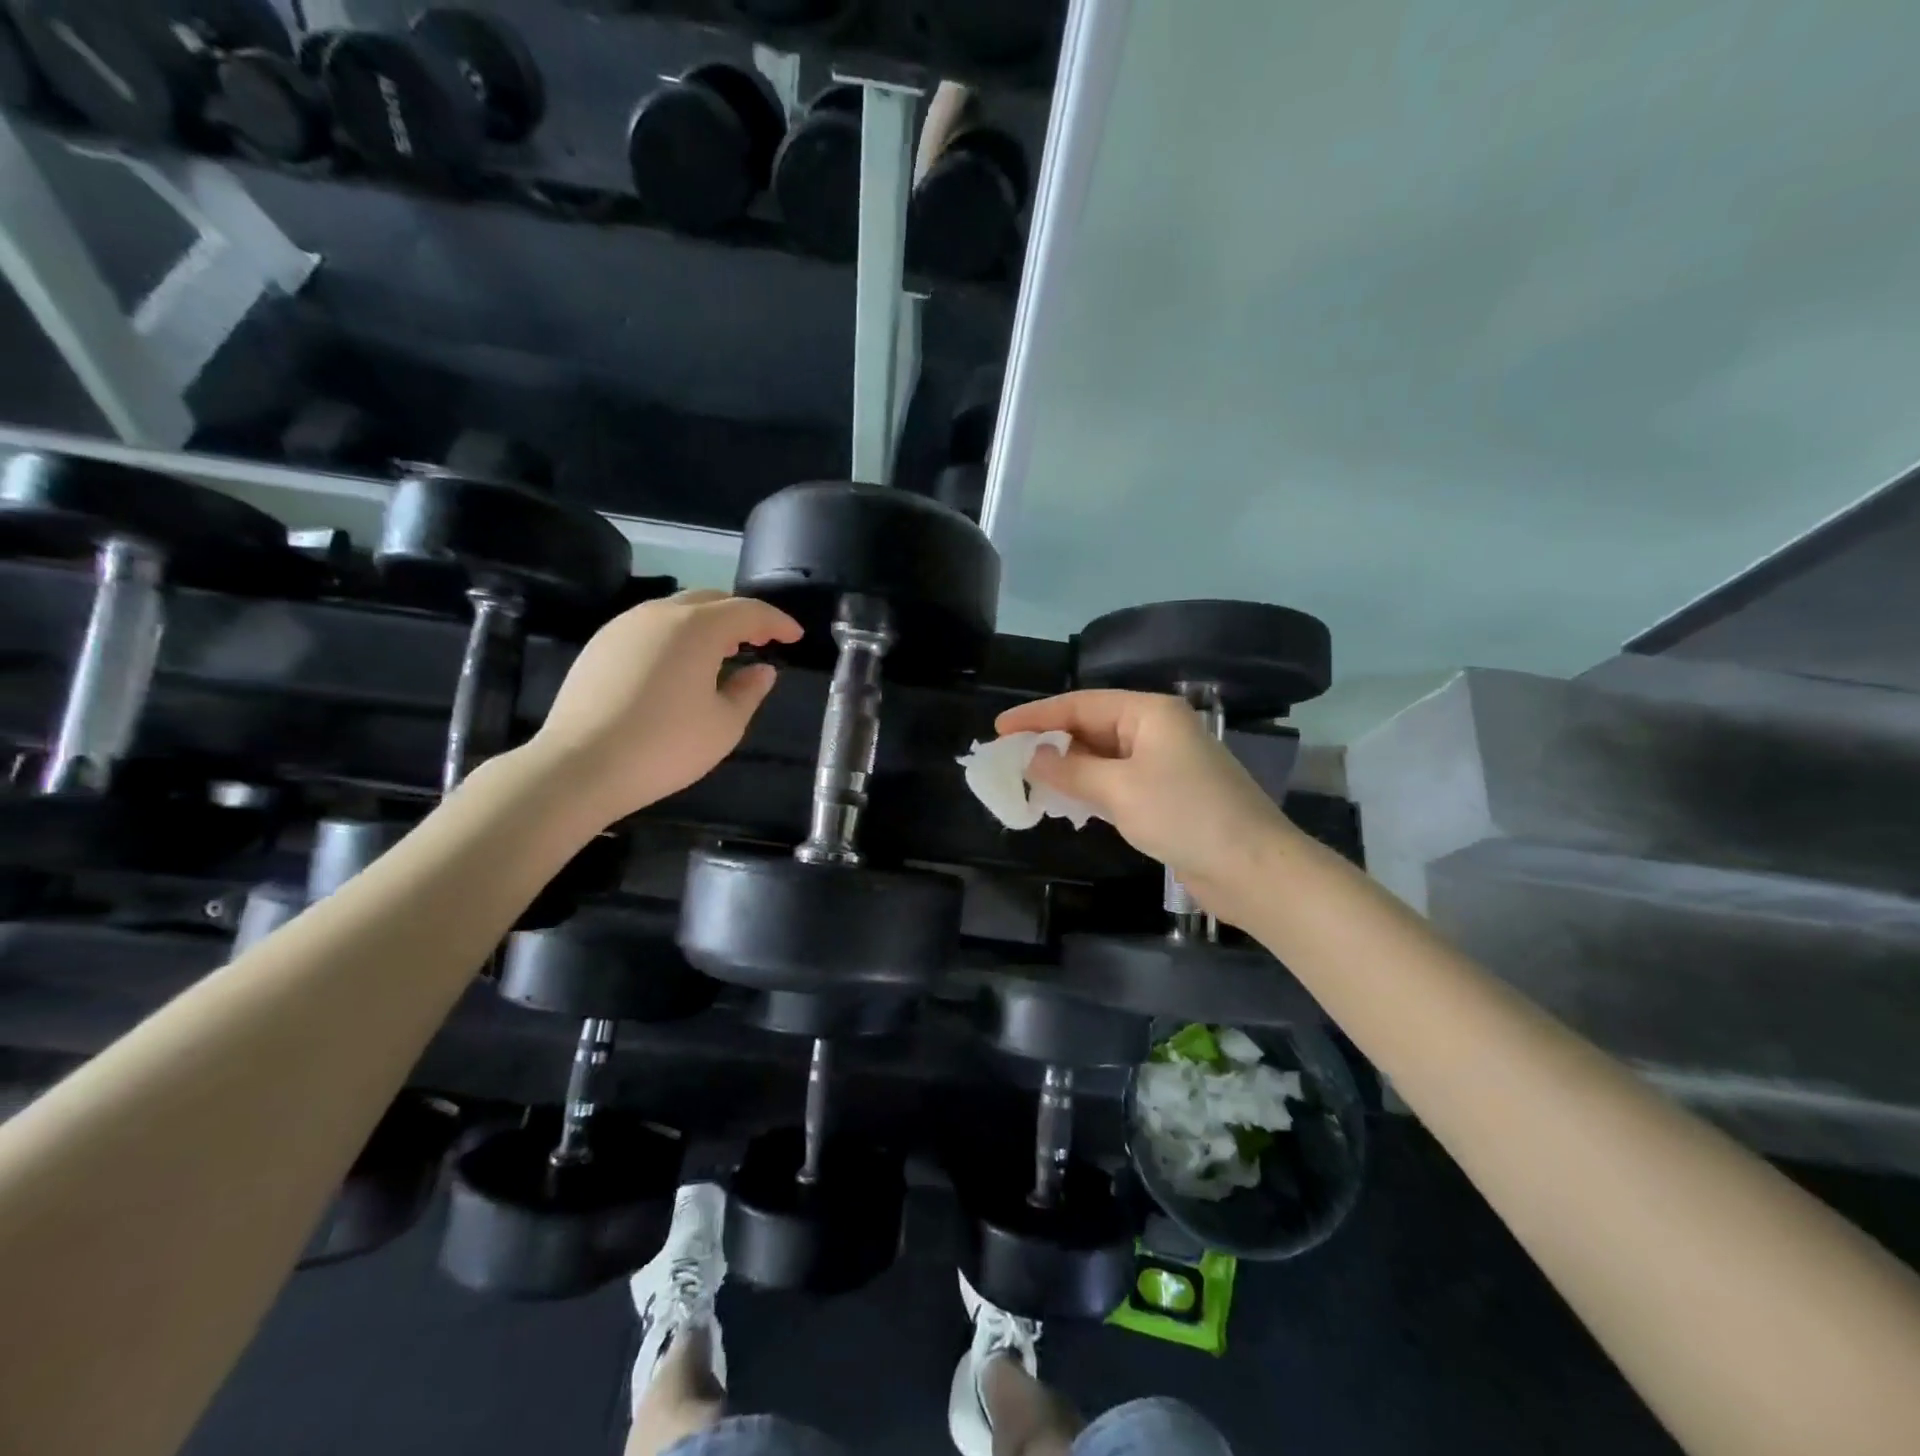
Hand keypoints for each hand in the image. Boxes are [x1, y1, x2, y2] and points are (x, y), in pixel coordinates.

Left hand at [523, 589, 800, 828]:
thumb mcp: (724, 725)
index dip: (777, 622)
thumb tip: (762, 670)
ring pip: (677, 610)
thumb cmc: (665, 746)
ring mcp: (624, 626)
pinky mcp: (600, 645)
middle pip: (711, 600)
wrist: (580, 766)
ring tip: (724, 654)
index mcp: (697, 628)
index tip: (795, 637)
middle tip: (762, 641)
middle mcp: (660, 614)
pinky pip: (650, 627)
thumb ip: (749, 691)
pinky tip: (681, 667)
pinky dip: (677, 636)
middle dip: (741, 617)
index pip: (748, 611)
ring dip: (707, 624)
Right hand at [994, 690, 1298, 920]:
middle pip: (1091, 728)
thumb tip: (1032, 757)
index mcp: (1149, 713)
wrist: (1252, 868)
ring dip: (1068, 769)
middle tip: (1008, 759)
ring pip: (1102, 758)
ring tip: (1028, 782)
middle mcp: (1156, 731)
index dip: (1037, 716)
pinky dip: (1089, 790)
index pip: (1081, 704)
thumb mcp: (1120, 788)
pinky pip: (1116, 783)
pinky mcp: (1166, 796)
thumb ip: (1071, 769)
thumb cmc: (1185, 815)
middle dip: (1051, 743)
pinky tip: (1066, 803)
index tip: (999, 730)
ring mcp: (1163, 764)